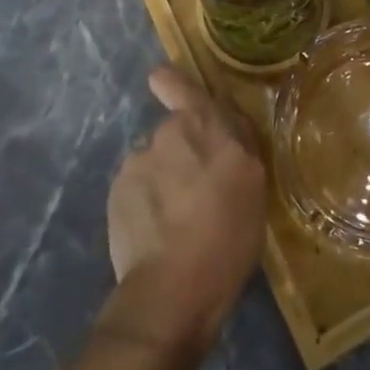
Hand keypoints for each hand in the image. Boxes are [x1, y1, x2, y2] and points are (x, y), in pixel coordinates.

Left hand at [102, 66, 265, 354]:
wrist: (173, 289)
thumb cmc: (228, 235)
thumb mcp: (253, 183)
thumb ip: (237, 143)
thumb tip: (224, 123)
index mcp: (204, 125)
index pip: (183, 87)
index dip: (171, 82)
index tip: (161, 80)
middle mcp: (167, 134)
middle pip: (173, 134)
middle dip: (181, 153)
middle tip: (197, 192)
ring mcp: (137, 163)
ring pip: (153, 163)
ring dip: (164, 180)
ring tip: (177, 221)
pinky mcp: (116, 194)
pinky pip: (135, 189)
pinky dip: (145, 203)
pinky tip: (157, 233)